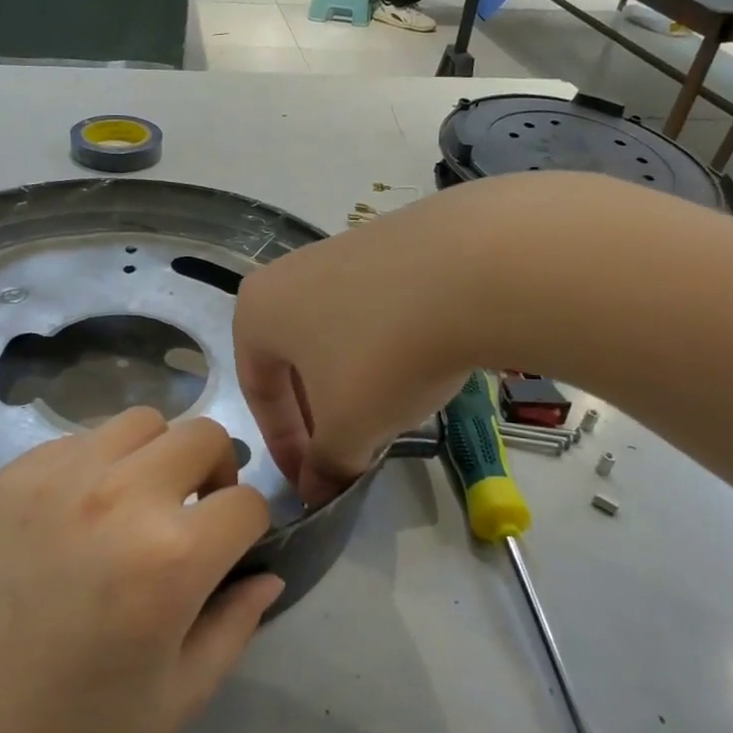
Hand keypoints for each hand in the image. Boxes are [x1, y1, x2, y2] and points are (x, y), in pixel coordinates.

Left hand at [0, 408, 278, 732]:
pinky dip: (95, 464)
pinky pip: (75, 441)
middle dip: (215, 472)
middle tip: (191, 519)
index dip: (252, 529)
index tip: (230, 555)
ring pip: (139, 422)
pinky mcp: (6, 476)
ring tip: (132, 508)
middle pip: (201, 435)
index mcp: (170, 556)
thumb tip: (267, 577)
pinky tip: (71, 518)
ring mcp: (55, 475)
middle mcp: (119, 495)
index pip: (248, 504)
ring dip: (156, 456)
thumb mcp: (171, 706)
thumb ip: (232, 630)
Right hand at [234, 189, 485, 505]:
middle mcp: (290, 272)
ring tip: (389, 412)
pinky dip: (388, 344)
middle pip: (296, 359)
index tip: (312, 482)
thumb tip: (316, 492)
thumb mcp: (349, 427)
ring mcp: (345, 249)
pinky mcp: (395, 240)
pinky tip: (421, 364)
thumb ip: (325, 465)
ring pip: (338, 333)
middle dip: (319, 412)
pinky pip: (377, 307)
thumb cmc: (384, 355)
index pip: (258, 390)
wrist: (474, 268)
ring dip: (354, 380)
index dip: (283, 446)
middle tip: (348, 451)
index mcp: (258, 311)